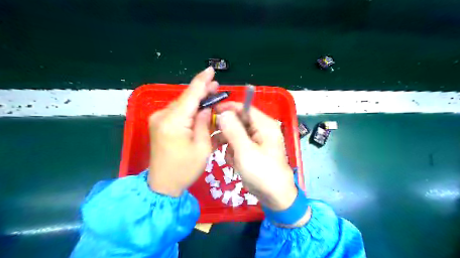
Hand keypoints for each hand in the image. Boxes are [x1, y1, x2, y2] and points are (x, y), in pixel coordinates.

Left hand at [148, 68, 217, 195]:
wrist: (162, 184)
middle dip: (201, 91)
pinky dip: (189, 109)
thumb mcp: (202, 148)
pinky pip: (177, 112)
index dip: (201, 81)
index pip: (190, 96)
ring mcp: (158, 120)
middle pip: (185, 98)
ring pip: (181, 104)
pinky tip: (199, 109)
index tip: (211, 69)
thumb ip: (204, 123)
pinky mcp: (158, 124)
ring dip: (196, 101)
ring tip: (211, 96)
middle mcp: (162, 116)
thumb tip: (206, 108)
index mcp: (174, 122)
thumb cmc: (185, 169)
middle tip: (216, 86)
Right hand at [215, 102, 298, 210]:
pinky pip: (239, 145)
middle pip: (239, 121)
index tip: (211, 113)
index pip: (244, 108)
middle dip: (226, 131)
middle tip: (214, 140)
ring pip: (236, 134)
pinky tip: (234, 163)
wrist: (275, 197)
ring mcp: (258, 140)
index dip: (227, 109)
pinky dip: (233, 153)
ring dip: (229, 145)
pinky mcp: (253, 150)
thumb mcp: (245, 151)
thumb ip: (233, 130)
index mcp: (265, 125)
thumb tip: (223, 113)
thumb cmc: (262, 173)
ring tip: (229, 158)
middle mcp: (262, 129)